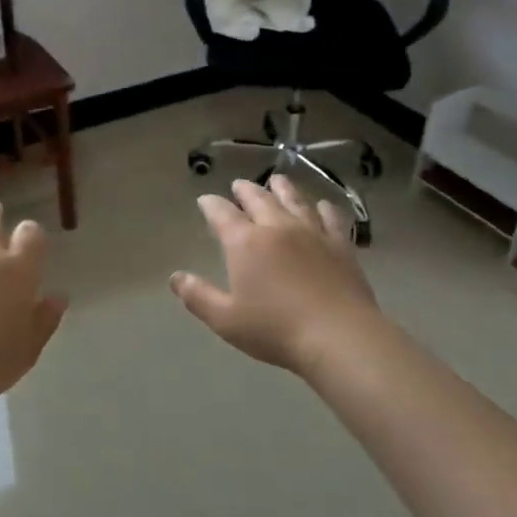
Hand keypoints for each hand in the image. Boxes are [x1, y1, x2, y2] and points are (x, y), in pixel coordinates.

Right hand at [170, 175, 388, 374]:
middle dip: (245, 190)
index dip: (211, 204)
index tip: (205, 200)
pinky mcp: (340, 244)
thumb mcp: (226, 319)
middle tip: (239, 185)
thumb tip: (176, 277)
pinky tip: (322, 206)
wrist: (338, 335)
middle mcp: (277, 227)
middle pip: (259, 198)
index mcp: (245, 242)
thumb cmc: (275, 330)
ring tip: (276, 180)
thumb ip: (198, 296)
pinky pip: (330, 217)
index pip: (222, 214)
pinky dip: (323, 208)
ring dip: (282, 188)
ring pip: (294, 200)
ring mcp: (312, 232)